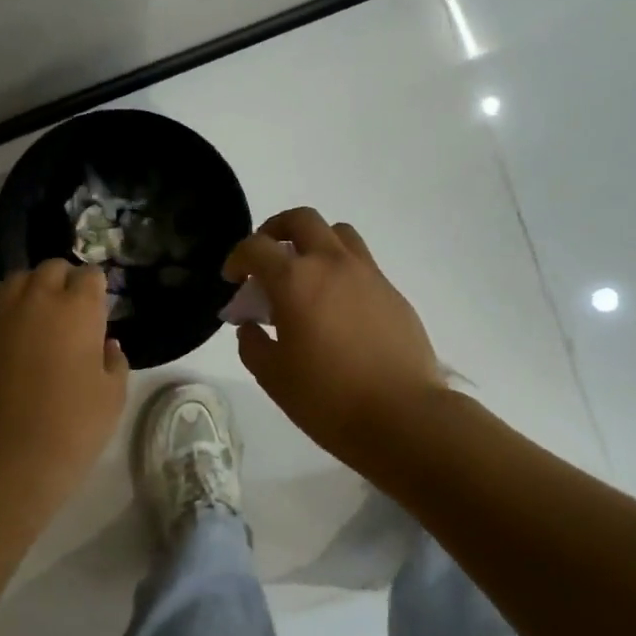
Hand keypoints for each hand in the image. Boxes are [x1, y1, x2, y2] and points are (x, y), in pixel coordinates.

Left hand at [0, 259, 128, 498]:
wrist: (5, 456)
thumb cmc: (72, 425)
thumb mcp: (113, 395)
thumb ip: (114, 360)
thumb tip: (105, 344)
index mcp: (77, 308)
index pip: (90, 275)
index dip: (96, 291)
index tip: (98, 311)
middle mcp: (36, 298)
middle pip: (51, 269)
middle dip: (63, 283)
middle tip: (69, 314)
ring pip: (16, 283)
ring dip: (31, 294)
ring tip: (36, 324)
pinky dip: (4, 315)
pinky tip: (10, 343)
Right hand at [225, 208, 446, 463]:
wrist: (403, 416)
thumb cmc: (328, 399)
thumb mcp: (273, 377)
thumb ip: (253, 344)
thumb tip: (251, 327)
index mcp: (295, 280)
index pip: (256, 247)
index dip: (237, 258)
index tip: (233, 279)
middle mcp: (332, 264)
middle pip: (301, 220)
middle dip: (276, 230)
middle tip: (267, 258)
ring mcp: (368, 274)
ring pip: (338, 233)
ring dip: (314, 243)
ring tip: (306, 275)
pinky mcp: (393, 292)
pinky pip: (362, 264)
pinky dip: (342, 270)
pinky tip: (338, 308)